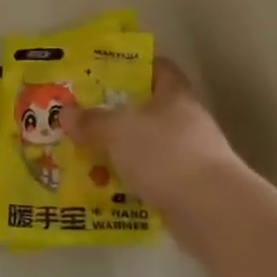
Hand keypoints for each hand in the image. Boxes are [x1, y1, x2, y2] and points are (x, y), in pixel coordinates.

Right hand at [65, 59, 258, 256]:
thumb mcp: (118, 130)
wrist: (211, 209)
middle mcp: (187, 120)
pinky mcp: (190, 189)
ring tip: (89, 154)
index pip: (159, 68)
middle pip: (150, 109)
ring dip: (125, 151)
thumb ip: (92, 121)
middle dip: (119, 114)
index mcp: (175, 94)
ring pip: (150, 146)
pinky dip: (134, 181)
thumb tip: (65, 113)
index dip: (135, 66)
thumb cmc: (165, 153)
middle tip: (86, 116)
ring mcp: (192, 156)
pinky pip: (154, 178)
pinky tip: (108, 187)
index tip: (106, 74)